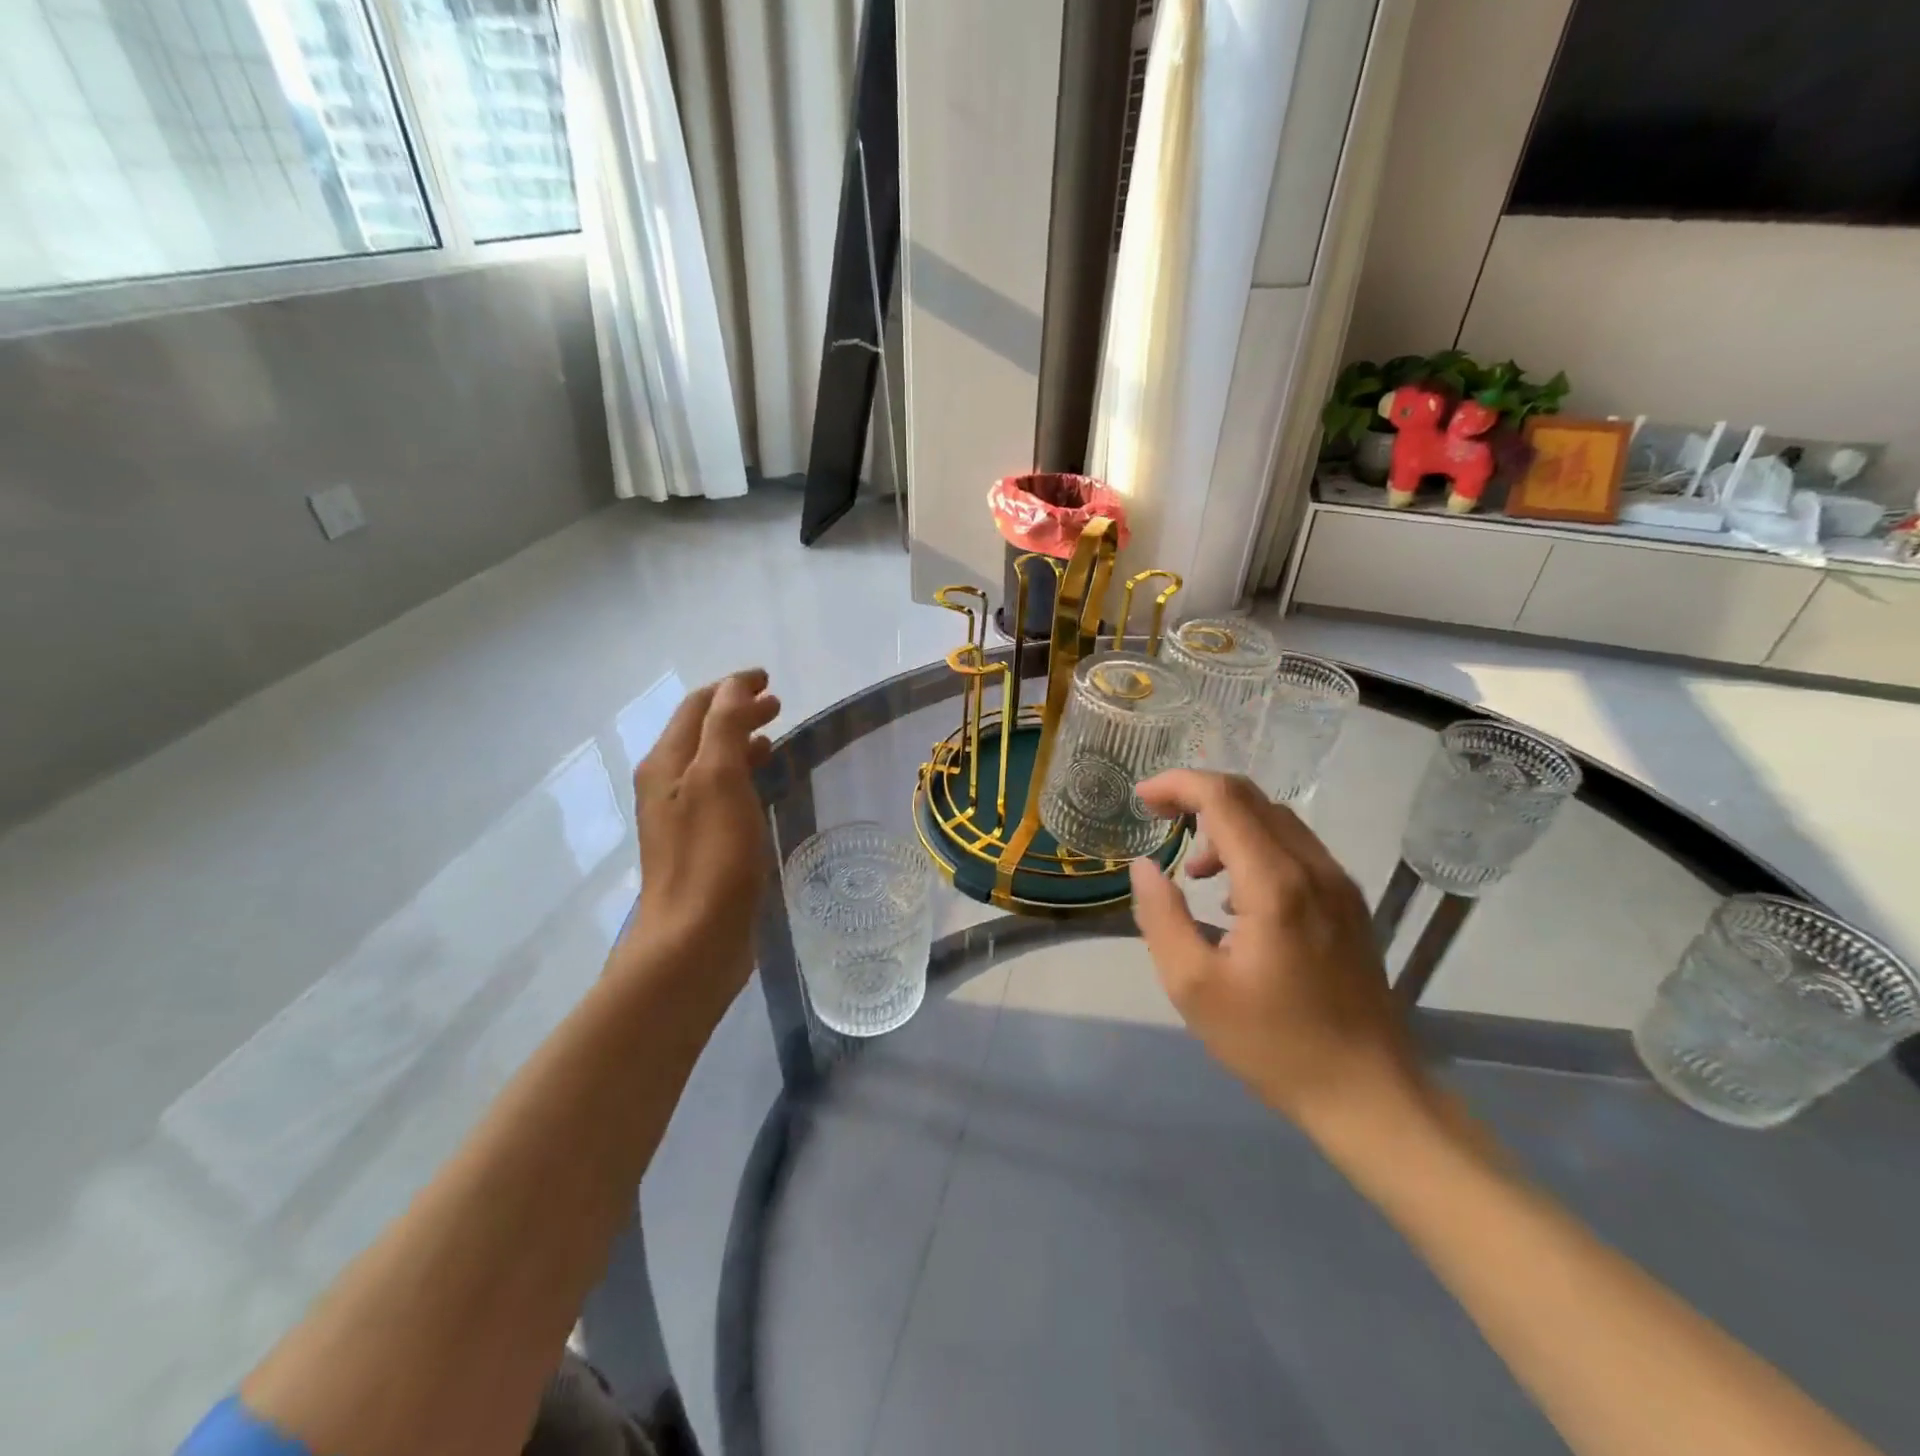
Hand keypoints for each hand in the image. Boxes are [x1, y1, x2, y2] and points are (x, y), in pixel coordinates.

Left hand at [619, 669, 780, 1002]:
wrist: (693, 940)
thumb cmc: (711, 856)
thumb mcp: (719, 780)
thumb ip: (725, 727)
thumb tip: (734, 687)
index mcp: (666, 764)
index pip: (697, 708)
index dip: (731, 688)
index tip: (768, 679)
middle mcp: (666, 786)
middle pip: (702, 734)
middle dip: (737, 713)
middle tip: (779, 706)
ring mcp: (681, 818)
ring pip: (712, 765)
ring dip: (740, 744)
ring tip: (775, 741)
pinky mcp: (699, 846)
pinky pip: (721, 795)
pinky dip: (742, 778)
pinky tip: (764, 790)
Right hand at [1128, 771, 1424, 1131]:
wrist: (1369, 1094)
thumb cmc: (1273, 1043)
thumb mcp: (1194, 987)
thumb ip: (1161, 917)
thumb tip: (1144, 866)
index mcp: (1276, 884)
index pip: (1224, 799)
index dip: (1177, 785)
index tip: (1141, 798)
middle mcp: (1314, 868)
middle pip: (1251, 799)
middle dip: (1197, 796)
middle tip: (1157, 818)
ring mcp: (1339, 884)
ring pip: (1276, 820)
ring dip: (1226, 824)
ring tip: (1194, 871)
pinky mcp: (1349, 903)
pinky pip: (1295, 848)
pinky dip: (1254, 847)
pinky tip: (1235, 898)